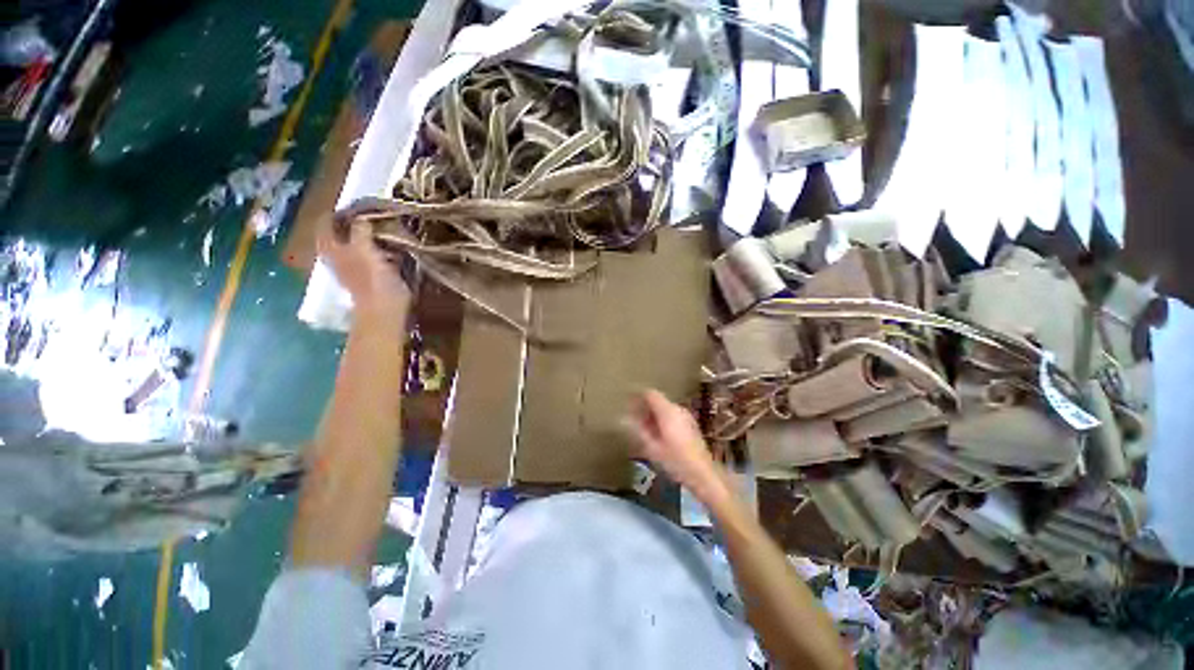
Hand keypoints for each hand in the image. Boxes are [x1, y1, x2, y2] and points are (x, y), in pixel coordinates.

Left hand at [318, 219, 411, 316]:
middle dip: (352, 223)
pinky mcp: (371, 276)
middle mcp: (338, 256)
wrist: (384, 308)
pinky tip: (390, 246)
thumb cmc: (371, 279)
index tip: (355, 205)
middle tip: (369, 213)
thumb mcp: (364, 249)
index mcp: (331, 248)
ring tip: (382, 226)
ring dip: (366, 235)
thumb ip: (360, 230)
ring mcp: (354, 267)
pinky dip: (378, 248)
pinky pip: (371, 255)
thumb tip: (361, 217)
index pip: (325, 223)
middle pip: (340, 233)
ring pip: (356, 244)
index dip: (337, 212)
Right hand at [626, 389, 725, 501]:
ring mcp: (686, 416)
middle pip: (658, 401)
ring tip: (641, 429)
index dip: (637, 396)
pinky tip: (656, 436)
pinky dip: (661, 420)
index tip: (626, 402)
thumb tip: (623, 419)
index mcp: (668, 411)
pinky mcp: (690, 425)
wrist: (703, 474)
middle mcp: (678, 409)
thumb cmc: (676, 460)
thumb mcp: (652, 448)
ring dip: (652, 415)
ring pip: (664, 409)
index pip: (650, 394)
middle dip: (644, 408)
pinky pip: (671, 416)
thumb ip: (638, 430)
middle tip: (631, 419)